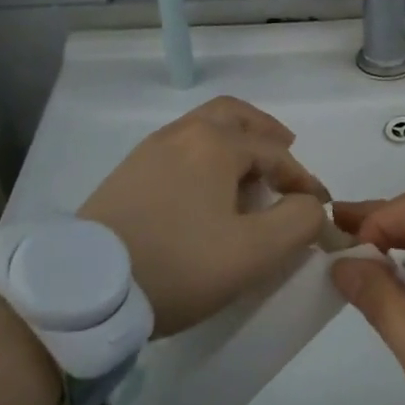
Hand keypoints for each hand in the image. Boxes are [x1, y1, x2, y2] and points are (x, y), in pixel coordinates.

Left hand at [79, 96, 328, 335]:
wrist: (86, 289)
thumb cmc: (179, 265)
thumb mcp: (254, 252)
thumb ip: (298, 222)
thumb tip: (310, 206)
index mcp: (214, 144)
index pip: (274, 151)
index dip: (303, 178)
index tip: (317, 207)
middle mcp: (181, 134)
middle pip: (233, 115)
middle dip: (265, 131)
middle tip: (286, 151)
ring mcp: (148, 151)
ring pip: (202, 128)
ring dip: (234, 142)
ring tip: (249, 174)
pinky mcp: (127, 174)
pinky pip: (179, 148)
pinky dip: (206, 156)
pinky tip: (207, 191)